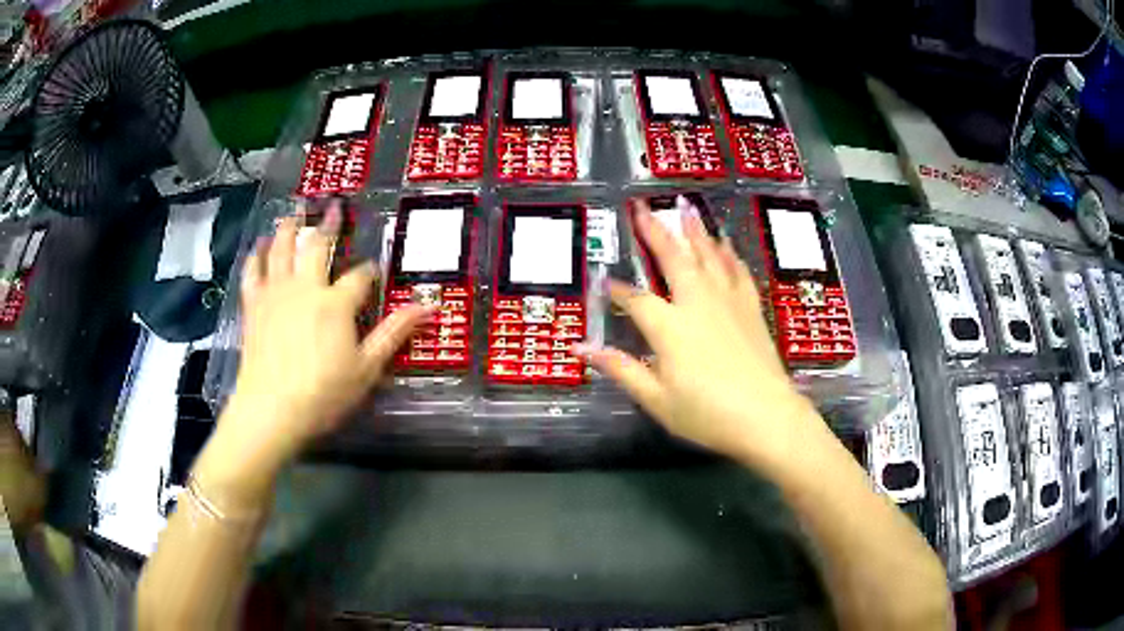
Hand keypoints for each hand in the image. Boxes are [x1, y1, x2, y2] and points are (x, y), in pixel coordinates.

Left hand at [221, 202, 430, 466]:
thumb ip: (394, 333)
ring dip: (290, 227)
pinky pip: (253, 272)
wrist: (271, 410)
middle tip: (333, 205)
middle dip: (329, 226)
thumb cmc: (323, 393)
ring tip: (294, 211)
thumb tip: (430, 305)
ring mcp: (275, 293)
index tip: (374, 271)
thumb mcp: (367, 368)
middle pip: (317, 246)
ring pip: (282, 248)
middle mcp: (305, 287)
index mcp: (336, 303)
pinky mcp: (253, 305)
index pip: (360, 277)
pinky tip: (259, 246)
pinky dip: (256, 256)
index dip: (370, 271)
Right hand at [578, 201, 819, 469]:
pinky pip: (738, 271)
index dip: (618, 290)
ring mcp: (727, 302)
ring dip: (694, 231)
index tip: (605, 281)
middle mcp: (697, 303)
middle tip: (642, 207)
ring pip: (708, 256)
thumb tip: (581, 348)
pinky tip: (725, 244)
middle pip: (673, 258)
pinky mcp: (751, 308)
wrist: (766, 417)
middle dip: (654, 232)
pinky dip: (729, 254)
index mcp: (669, 326)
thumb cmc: (707, 414)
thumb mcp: (656, 399)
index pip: (636, 299)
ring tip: (685, 207)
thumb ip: (620, 369)